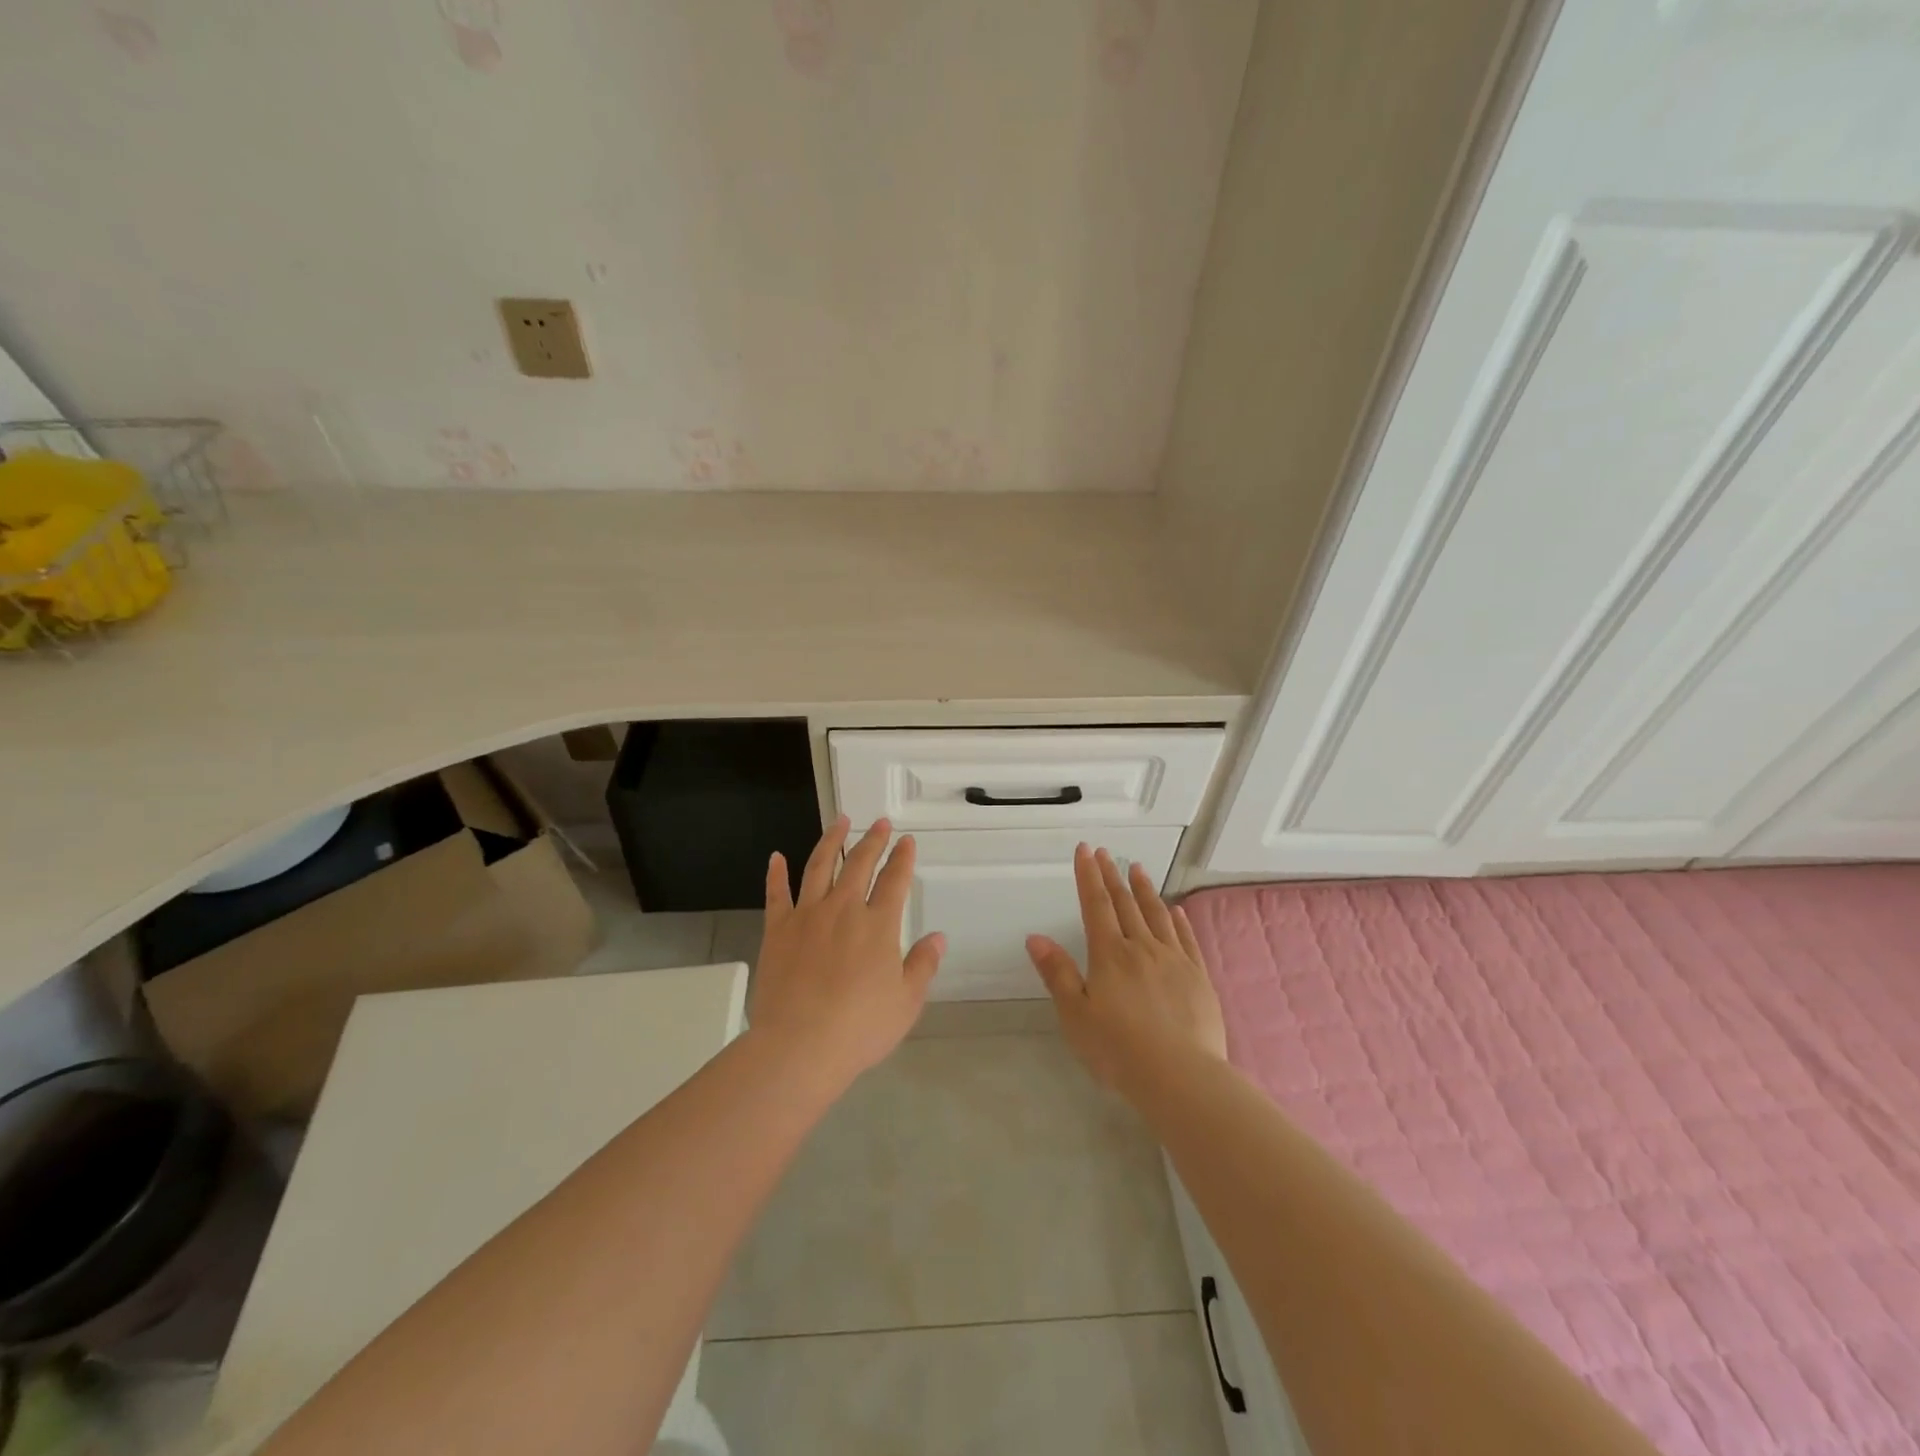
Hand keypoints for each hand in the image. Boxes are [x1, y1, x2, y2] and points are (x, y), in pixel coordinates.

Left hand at [748, 815, 944, 1084]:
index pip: (895, 881)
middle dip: (873, 841)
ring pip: (820, 866)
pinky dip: (776, 873)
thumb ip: (923, 965)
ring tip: (841, 821)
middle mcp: (844, 909)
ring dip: (832, 840)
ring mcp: (807, 916)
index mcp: (878, 925)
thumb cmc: (859, 1028)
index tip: (907, 841)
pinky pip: (776, 893)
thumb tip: (938, 937)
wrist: (799, 1046)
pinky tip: (776, 856)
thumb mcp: (906, 1002)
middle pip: (860, 864)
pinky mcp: (777, 929)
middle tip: (880, 823)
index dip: (903, 858)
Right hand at [1026, 844, 1226, 1093]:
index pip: (1096, 905)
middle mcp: (1142, 948)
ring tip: (1138, 868)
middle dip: (1112, 876)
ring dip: (1145, 890)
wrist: (1180, 1076)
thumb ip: (1057, 974)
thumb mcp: (1075, 1015)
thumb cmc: (1118, 1049)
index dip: (1089, 876)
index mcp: (1109, 955)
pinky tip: (1176, 910)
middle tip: (1105, 853)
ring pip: (1157, 915)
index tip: (1085, 850)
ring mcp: (1174, 960)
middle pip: (1125, 904)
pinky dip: (1179, 920)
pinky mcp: (1198, 977)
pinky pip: (1186, 939)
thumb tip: (1036, 937)